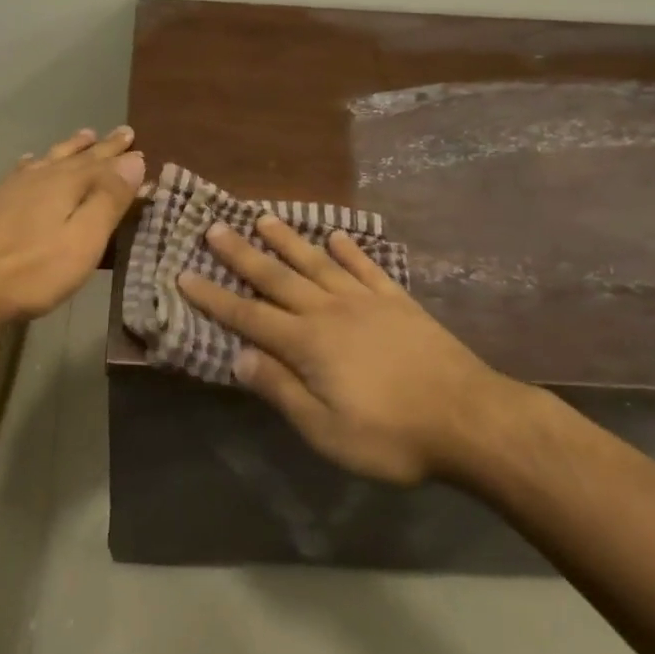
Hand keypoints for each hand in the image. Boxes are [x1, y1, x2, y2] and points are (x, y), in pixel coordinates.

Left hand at [0, 127, 144, 324]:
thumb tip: (134, 159)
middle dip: (102, 146)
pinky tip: (30, 161)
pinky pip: (22, 169)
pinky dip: (34, 161)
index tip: (139, 144)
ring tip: (84, 136)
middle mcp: (40, 176)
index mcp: (67, 183)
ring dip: (70, 148)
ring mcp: (13, 187)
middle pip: (77, 156)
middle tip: (122, 132)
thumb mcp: (83, 240)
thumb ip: (109, 200)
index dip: (123, 157)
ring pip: (49, 158)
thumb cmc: (32, 270)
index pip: (104, 163)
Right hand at [180, 218, 529, 483]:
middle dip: (242, 254)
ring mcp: (366, 301)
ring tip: (264, 218)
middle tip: (214, 227)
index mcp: (307, 344)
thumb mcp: (326, 430)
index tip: (185, 274)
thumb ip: (281, 390)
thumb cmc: (392, 435)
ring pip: (318, 263)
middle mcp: (330, 311)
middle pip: (278, 277)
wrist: (470, 419)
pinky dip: (350, 250)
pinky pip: (367, 268)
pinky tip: (337, 235)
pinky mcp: (399, 302)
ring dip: (289, 240)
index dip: (214, 297)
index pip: (248, 316)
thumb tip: (239, 357)